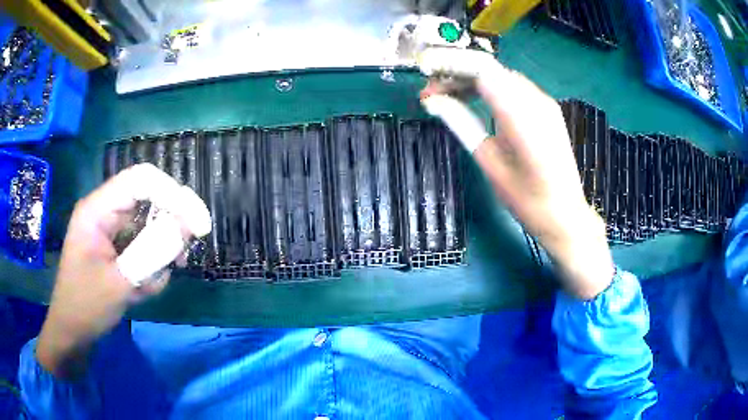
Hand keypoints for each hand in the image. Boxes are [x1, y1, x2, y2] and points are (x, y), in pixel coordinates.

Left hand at [36, 164, 207, 378]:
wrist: (72, 331)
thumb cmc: (86, 306)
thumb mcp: (119, 282)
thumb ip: (152, 252)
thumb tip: (187, 225)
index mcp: (98, 209)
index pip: (141, 180)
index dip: (172, 193)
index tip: (197, 224)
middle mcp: (105, 211)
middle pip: (148, 198)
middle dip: (169, 226)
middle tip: (184, 255)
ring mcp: (111, 229)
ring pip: (148, 224)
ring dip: (159, 251)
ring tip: (155, 281)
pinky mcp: (116, 246)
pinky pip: (143, 244)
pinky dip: (151, 265)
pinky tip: (144, 288)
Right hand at [418, 48, 612, 299]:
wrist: (565, 215)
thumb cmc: (527, 199)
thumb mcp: (490, 162)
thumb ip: (463, 123)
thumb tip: (434, 101)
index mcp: (520, 114)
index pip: (481, 69)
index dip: (450, 65)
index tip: (425, 74)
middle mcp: (535, 99)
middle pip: (490, 69)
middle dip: (457, 73)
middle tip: (432, 93)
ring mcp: (544, 102)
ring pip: (500, 76)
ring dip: (472, 80)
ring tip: (449, 96)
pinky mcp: (547, 109)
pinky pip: (513, 87)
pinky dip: (490, 88)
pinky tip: (476, 101)